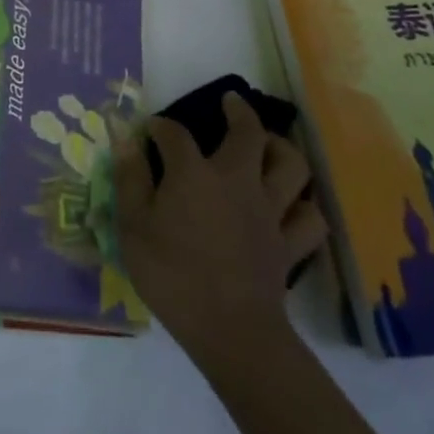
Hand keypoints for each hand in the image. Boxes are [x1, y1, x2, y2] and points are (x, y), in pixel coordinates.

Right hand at [113, 92, 326, 366]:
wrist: (229, 330)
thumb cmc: (172, 275)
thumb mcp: (133, 226)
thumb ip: (130, 179)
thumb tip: (125, 138)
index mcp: (195, 174)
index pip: (175, 135)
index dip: (161, 127)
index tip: (151, 130)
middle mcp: (237, 181)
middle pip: (248, 133)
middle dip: (239, 111)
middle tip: (231, 103)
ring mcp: (270, 212)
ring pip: (291, 166)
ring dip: (282, 148)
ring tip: (269, 144)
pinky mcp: (289, 244)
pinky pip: (309, 218)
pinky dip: (303, 207)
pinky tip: (293, 205)